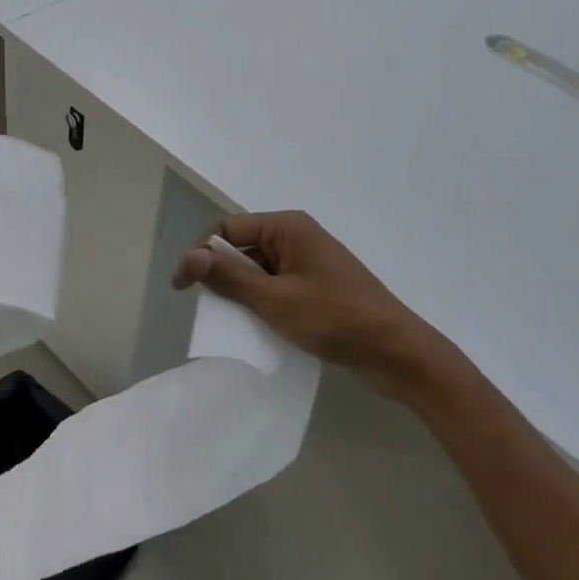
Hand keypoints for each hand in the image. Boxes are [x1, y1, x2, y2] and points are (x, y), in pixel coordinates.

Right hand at [172, 211, 472, 400]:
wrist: (397, 352)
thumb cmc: (334, 318)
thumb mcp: (274, 299)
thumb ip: (229, 277)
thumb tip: (190, 256)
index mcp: (287, 227)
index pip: (226, 229)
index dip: (199, 255)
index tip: (181, 289)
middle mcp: (296, 236)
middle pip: (241, 246)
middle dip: (219, 273)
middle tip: (203, 306)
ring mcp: (309, 262)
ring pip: (257, 268)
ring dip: (239, 290)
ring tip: (228, 319)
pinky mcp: (317, 285)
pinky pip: (276, 284)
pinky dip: (260, 301)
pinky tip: (255, 325)